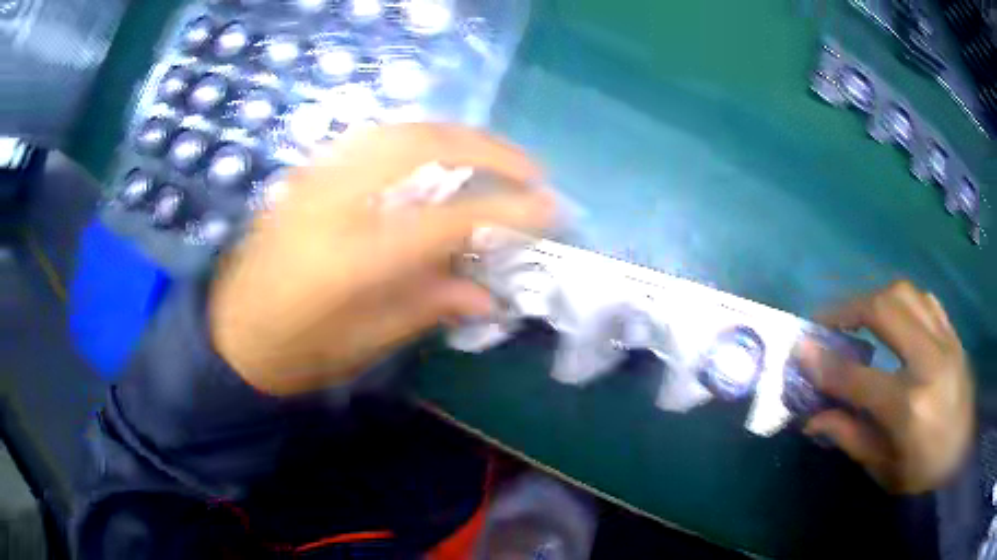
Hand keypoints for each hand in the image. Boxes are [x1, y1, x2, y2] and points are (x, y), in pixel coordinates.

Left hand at [209, 124, 554, 395]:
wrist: (229, 335)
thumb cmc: (295, 353)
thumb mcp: (365, 344)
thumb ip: (429, 306)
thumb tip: (490, 294)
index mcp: (350, 257)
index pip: (447, 218)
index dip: (508, 209)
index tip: (551, 208)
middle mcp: (333, 201)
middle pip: (421, 146)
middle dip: (487, 149)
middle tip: (529, 169)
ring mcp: (315, 178)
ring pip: (395, 130)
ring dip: (453, 134)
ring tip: (491, 155)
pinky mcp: (306, 174)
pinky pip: (369, 139)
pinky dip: (414, 138)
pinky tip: (434, 156)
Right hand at [800, 280, 973, 493]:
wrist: (963, 456)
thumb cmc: (922, 473)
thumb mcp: (883, 469)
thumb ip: (850, 437)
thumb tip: (812, 417)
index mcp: (909, 406)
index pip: (857, 377)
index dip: (824, 362)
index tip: (800, 347)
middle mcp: (929, 361)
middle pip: (884, 310)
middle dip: (847, 309)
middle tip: (826, 321)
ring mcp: (945, 341)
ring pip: (905, 293)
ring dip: (874, 299)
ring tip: (857, 316)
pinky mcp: (953, 335)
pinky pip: (925, 300)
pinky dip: (902, 301)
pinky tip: (893, 317)